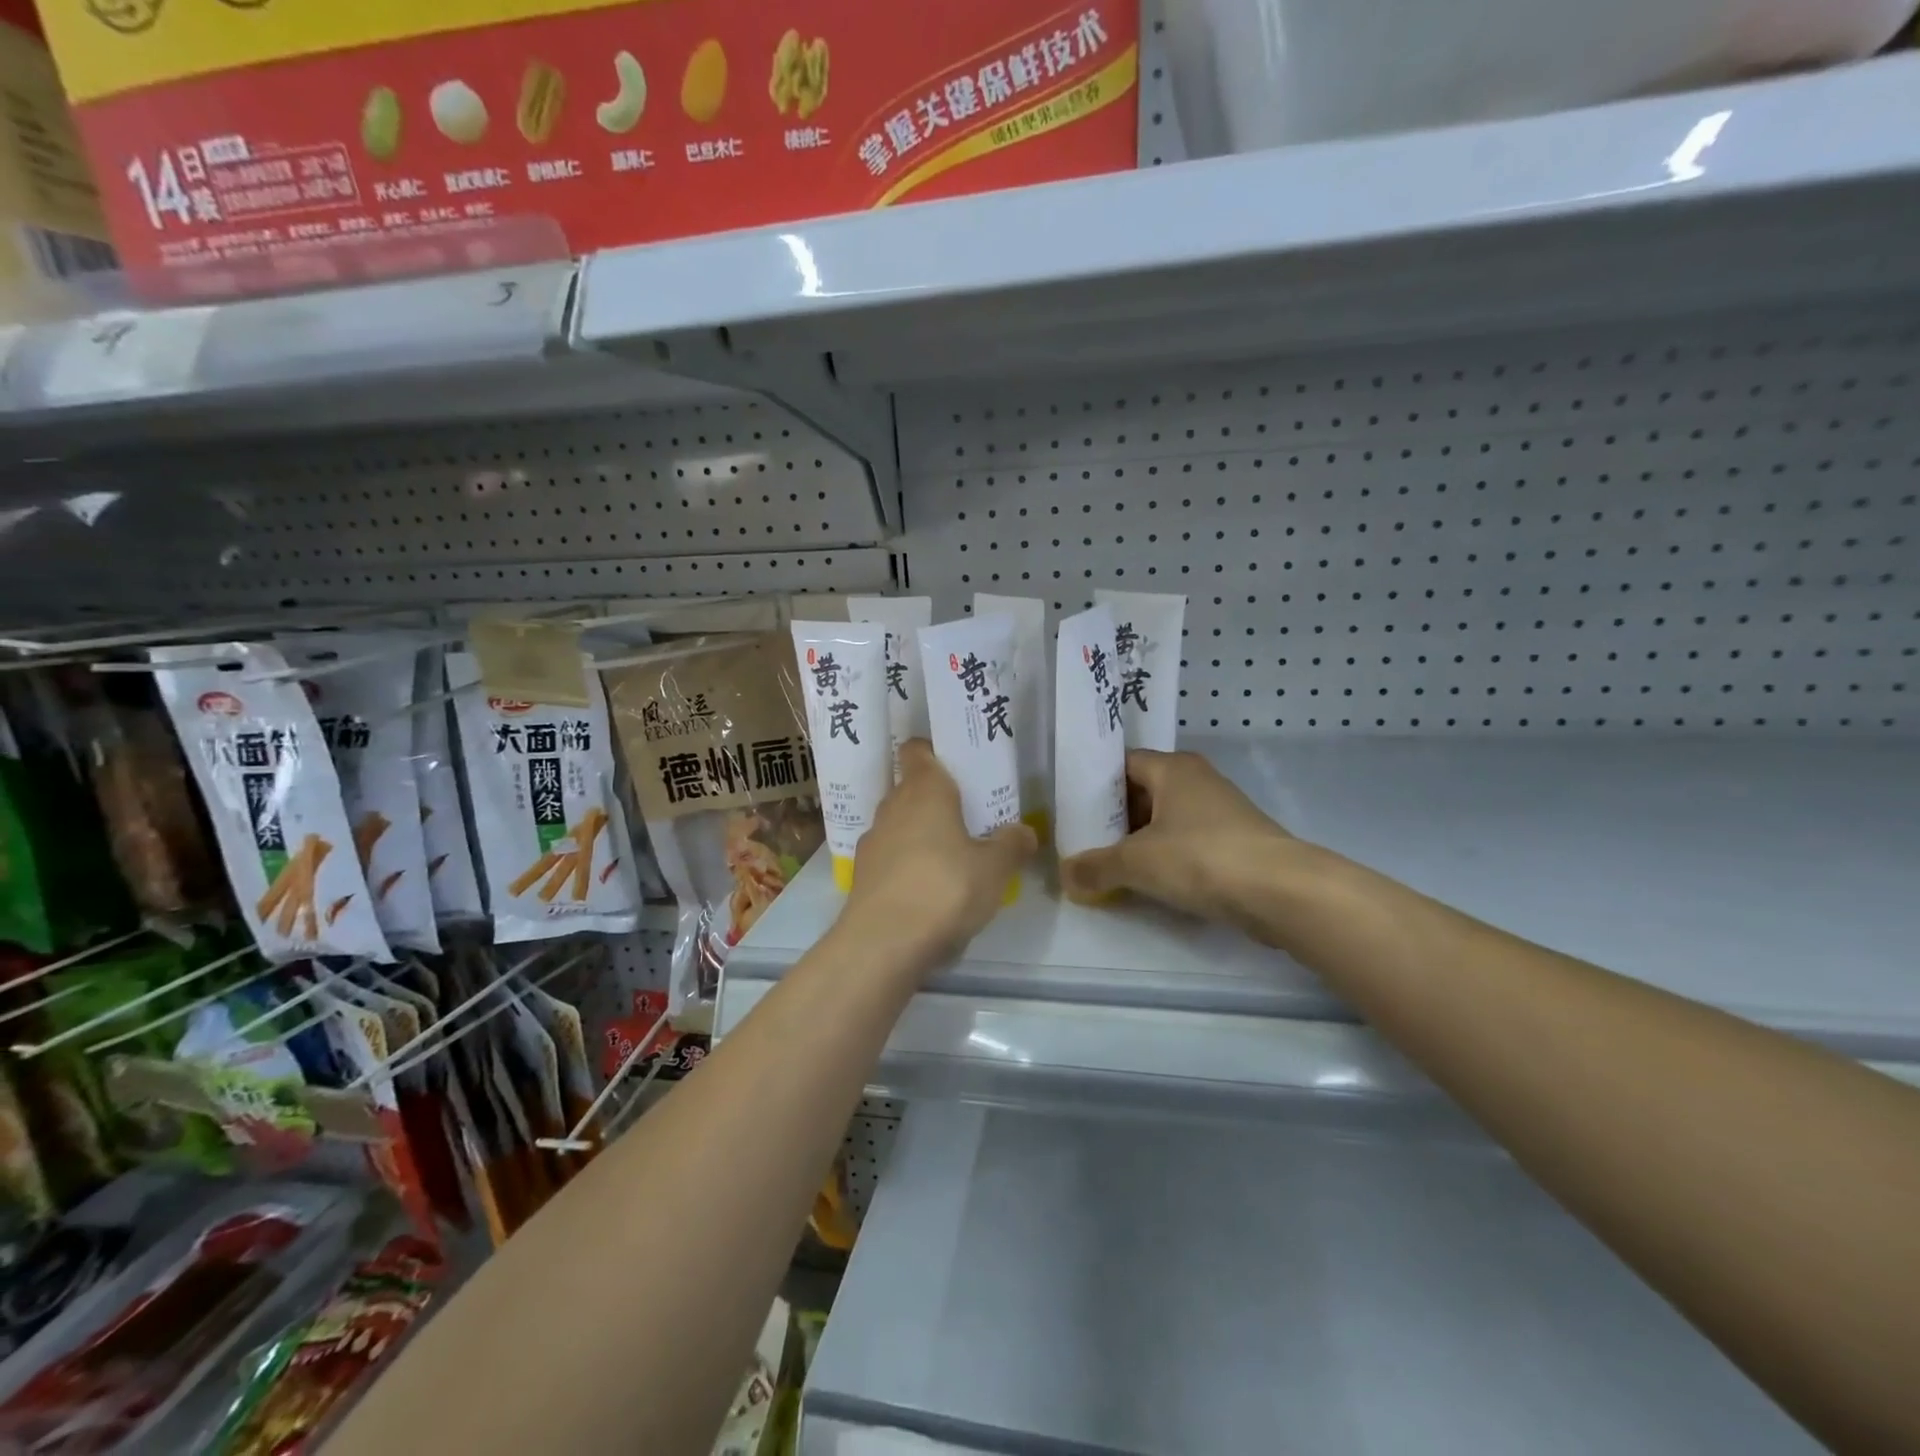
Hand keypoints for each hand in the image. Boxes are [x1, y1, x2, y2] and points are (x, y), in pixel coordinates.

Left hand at [837, 739, 1037, 977]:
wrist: (883, 943)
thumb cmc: (945, 889)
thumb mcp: (994, 869)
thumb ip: (1012, 845)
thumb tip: (1025, 831)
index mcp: (924, 790)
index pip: (917, 749)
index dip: (933, 751)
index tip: (957, 765)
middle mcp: (892, 806)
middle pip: (911, 788)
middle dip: (936, 798)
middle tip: (968, 815)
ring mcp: (873, 841)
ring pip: (899, 824)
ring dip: (920, 833)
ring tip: (950, 855)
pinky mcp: (862, 875)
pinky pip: (890, 856)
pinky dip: (906, 864)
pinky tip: (928, 888)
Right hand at [1059, 750, 1293, 930]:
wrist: (1281, 891)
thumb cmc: (1200, 858)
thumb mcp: (1136, 863)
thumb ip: (1096, 867)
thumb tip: (1065, 875)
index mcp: (1172, 768)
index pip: (1123, 763)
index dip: (1095, 784)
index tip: (1073, 808)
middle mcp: (1197, 779)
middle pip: (1144, 791)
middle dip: (1115, 817)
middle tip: (1085, 840)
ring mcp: (1221, 810)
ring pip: (1167, 818)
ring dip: (1141, 839)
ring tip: (1111, 863)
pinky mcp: (1236, 840)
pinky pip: (1188, 840)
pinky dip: (1167, 856)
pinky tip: (1151, 880)